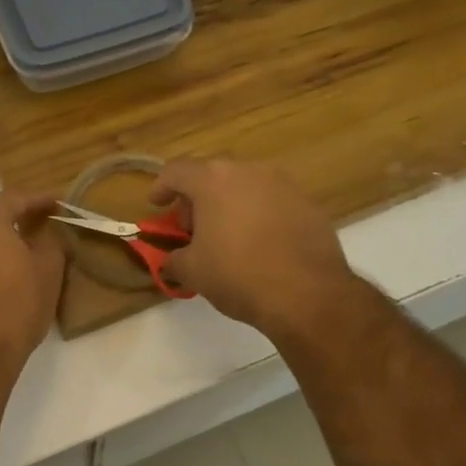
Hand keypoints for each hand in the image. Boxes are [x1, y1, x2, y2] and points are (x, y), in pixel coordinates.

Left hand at [0, 189, 65, 379]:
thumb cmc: (16, 306)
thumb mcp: (48, 271)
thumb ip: (51, 242)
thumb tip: (47, 233)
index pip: (14, 198)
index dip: (38, 199)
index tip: (58, 203)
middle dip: (18, 219)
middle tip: (43, 226)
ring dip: (0, 243)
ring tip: (24, 254)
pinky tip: (3, 279)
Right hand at [149, 159, 359, 341]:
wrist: (307, 294)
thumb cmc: (238, 275)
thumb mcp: (193, 271)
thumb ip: (174, 259)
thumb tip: (171, 262)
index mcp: (214, 180)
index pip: (177, 171)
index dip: (162, 187)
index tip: (157, 205)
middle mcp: (249, 171)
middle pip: (213, 176)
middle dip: (197, 199)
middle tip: (192, 229)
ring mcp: (284, 185)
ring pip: (245, 187)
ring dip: (230, 205)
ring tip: (226, 237)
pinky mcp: (309, 204)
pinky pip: (273, 202)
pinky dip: (259, 216)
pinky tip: (258, 245)